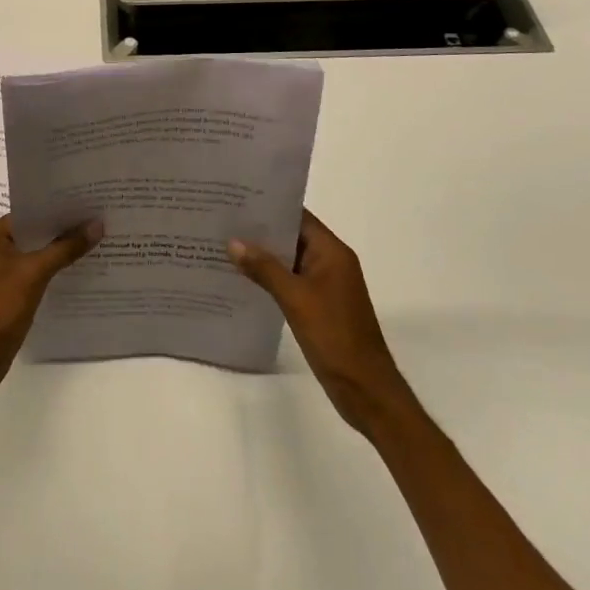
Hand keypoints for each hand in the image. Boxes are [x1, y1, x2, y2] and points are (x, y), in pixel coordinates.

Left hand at [0, 216, 102, 399]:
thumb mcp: (33, 274)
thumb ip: (65, 248)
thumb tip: (97, 224)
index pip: (31, 211)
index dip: (60, 208)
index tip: (90, 202)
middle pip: (35, 231)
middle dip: (64, 229)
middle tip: (100, 219)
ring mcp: (0, 270)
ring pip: (37, 252)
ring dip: (61, 250)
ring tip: (97, 240)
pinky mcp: (8, 290)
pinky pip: (35, 271)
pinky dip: (54, 269)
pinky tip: (80, 269)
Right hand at [229, 211, 405, 434]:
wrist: (365, 389)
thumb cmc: (334, 336)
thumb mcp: (295, 299)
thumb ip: (264, 268)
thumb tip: (233, 242)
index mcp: (332, 252)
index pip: (298, 216)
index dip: (269, 206)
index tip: (237, 199)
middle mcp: (330, 262)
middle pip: (292, 236)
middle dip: (261, 231)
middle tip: (223, 220)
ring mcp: (326, 285)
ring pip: (289, 260)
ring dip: (263, 255)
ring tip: (225, 246)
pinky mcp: (319, 305)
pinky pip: (291, 281)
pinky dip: (270, 277)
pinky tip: (243, 279)